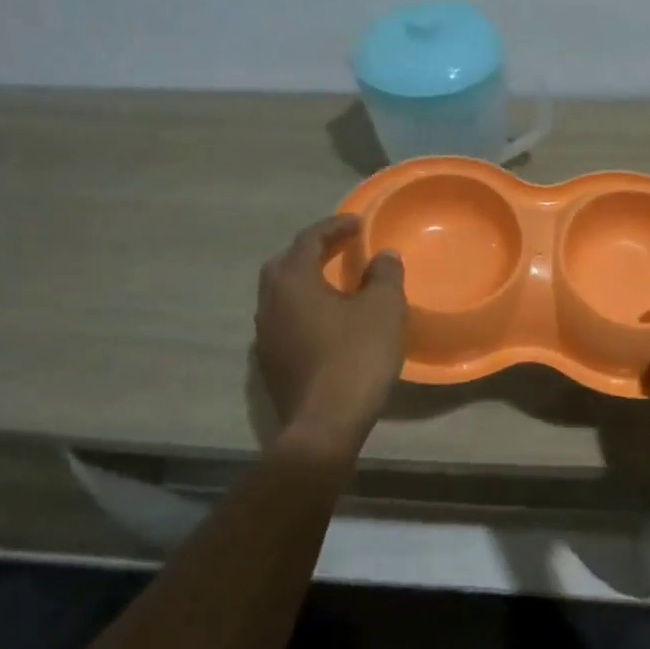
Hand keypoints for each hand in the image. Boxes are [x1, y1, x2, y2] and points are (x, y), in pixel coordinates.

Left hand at [254, 214, 407, 453]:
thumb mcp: (383, 310)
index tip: (359, 224)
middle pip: (286, 264)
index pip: (309, 240)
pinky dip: (305, 309)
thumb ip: (384, 276)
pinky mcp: (270, 362)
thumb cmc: (355, 357)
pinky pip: (285, 320)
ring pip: (282, 294)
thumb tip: (383, 256)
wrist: (325, 425)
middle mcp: (269, 302)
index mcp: (293, 282)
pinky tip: (328, 321)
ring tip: (336, 283)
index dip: (335, 227)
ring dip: (307, 282)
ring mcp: (265, 335)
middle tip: (341, 249)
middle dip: (313, 251)